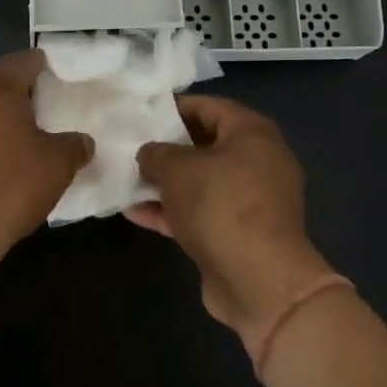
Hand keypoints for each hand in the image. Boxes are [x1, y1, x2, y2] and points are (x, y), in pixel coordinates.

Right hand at [131, 96, 335, 344]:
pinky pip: (202, 212)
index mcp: (252, 133)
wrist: (259, 280)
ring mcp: (252, 200)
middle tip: (132, 146)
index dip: (174, 107)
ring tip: (127, 180)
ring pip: (202, 182)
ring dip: (166, 183)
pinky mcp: (240, 233)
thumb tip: (149, 153)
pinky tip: (135, 212)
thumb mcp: (178, 168)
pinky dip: (173, 211)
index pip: (209, 106)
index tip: (142, 113)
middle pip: (205, 145)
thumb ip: (157, 153)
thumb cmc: (221, 205)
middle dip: (167, 148)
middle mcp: (258, 161)